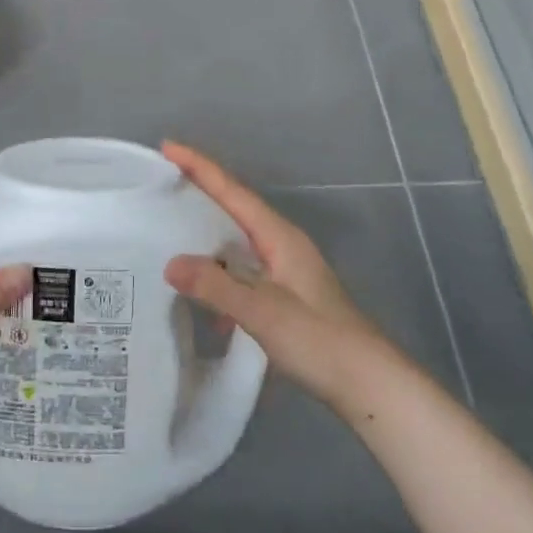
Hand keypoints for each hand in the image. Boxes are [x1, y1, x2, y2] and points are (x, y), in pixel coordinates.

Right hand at [161, 142, 387, 415]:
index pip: (232, 191)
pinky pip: (242, 268)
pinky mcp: (285, 295)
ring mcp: (286, 270)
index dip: (199, 166)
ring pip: (237, 238)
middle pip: (234, 206)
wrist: (371, 385)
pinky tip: (200, 292)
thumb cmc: (320, 340)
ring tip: (170, 226)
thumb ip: (215, 286)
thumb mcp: (262, 311)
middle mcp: (282, 244)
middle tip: (161, 180)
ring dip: (206, 230)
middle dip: (200, 190)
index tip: (168, 146)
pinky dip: (218, 270)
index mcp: (279, 236)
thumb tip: (170, 263)